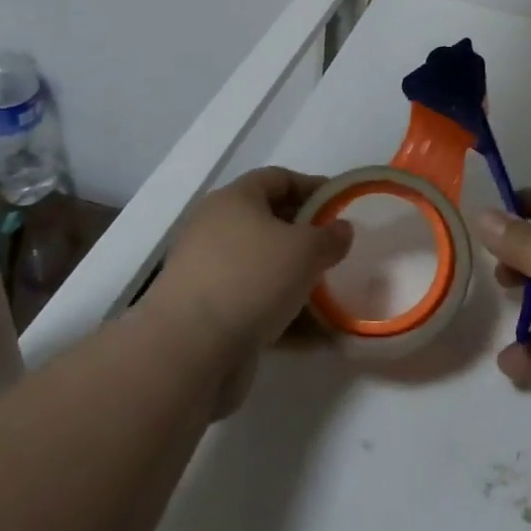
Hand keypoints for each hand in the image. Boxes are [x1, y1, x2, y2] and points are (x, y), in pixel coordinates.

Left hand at [148, 168, 352, 414]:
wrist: (188, 351)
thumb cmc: (251, 279)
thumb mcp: (305, 250)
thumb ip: (330, 236)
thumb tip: (341, 229)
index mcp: (234, 200)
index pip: (278, 179)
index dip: (312, 187)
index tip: (342, 206)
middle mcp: (216, 230)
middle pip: (269, 223)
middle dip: (306, 237)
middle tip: (337, 251)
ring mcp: (209, 274)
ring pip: (264, 268)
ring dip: (297, 281)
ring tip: (333, 296)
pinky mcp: (208, 315)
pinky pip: (255, 305)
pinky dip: (283, 316)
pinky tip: (316, 336)